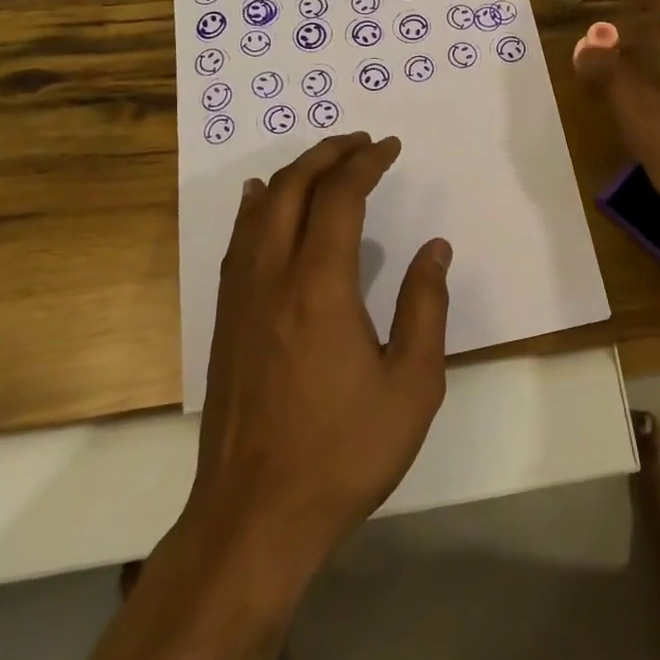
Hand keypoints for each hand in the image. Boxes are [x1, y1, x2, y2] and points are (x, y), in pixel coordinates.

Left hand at [185, 133, 451, 586]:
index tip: (390, 147)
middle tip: (360, 142)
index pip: (340, 197)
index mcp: (321, 286)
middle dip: (327, 154)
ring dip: (293, 175)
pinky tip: (263, 202)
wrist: (255, 517)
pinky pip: (239, 242)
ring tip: (323, 161)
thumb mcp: (412, 384)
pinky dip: (257, 208)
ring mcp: (241, 298)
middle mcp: (273, 277)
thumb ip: (426, 307)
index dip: (366, 163)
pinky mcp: (225, 322)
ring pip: (260, 210)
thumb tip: (435, 248)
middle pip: (293, 189)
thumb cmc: (343, 451)